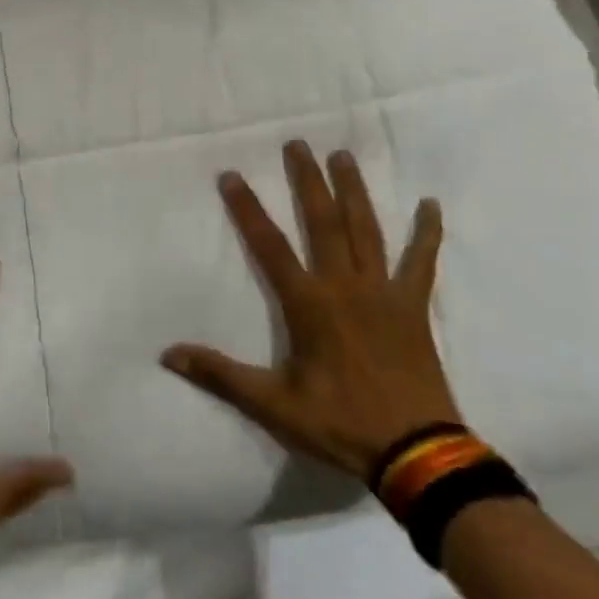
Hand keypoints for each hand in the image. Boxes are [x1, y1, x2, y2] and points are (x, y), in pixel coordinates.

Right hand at [160, 143, 458, 483]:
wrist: (418, 454)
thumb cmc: (341, 424)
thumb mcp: (273, 404)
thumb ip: (220, 375)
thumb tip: (168, 354)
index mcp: (308, 304)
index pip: (269, 246)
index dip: (247, 209)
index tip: (232, 175)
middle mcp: (344, 285)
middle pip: (323, 222)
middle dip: (307, 181)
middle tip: (297, 144)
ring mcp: (383, 293)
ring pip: (366, 230)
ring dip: (353, 191)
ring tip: (342, 156)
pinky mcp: (413, 307)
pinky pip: (422, 263)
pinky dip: (427, 234)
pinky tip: (430, 205)